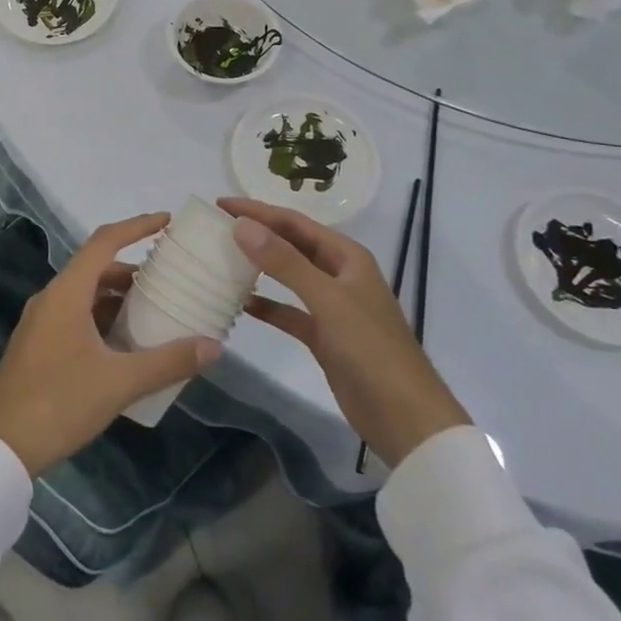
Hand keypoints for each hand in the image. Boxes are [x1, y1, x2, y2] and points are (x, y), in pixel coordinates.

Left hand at [0, 214, 221, 476]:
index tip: (167, 221)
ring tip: (155, 310)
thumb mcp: (119, 382)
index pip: (105, 241)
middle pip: (96, 267)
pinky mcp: (38, 345)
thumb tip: (213, 346)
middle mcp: (51, 298)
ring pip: (86, 294)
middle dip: (133, 268)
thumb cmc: (59, 402)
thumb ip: (167, 361)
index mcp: (67, 292)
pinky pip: (76, 315)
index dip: (137, 225)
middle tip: (169, 277)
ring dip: (118, 296)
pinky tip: (126, 343)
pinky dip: (103, 317)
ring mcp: (41, 322)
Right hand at [220, 198, 469, 469]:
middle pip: (292, 245)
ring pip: (289, 277)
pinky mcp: (324, 336)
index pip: (295, 222)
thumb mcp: (327, 299)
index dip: (258, 211)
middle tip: (217, 227)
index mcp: (347, 256)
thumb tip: (242, 226)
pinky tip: (242, 304)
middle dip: (258, 234)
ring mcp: (332, 306)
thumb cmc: (370, 348)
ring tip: (224, 258)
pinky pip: (289, 312)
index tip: (221, 204)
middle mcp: (339, 274)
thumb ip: (284, 262)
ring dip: (260, 267)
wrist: (404, 416)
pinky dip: (268, 307)